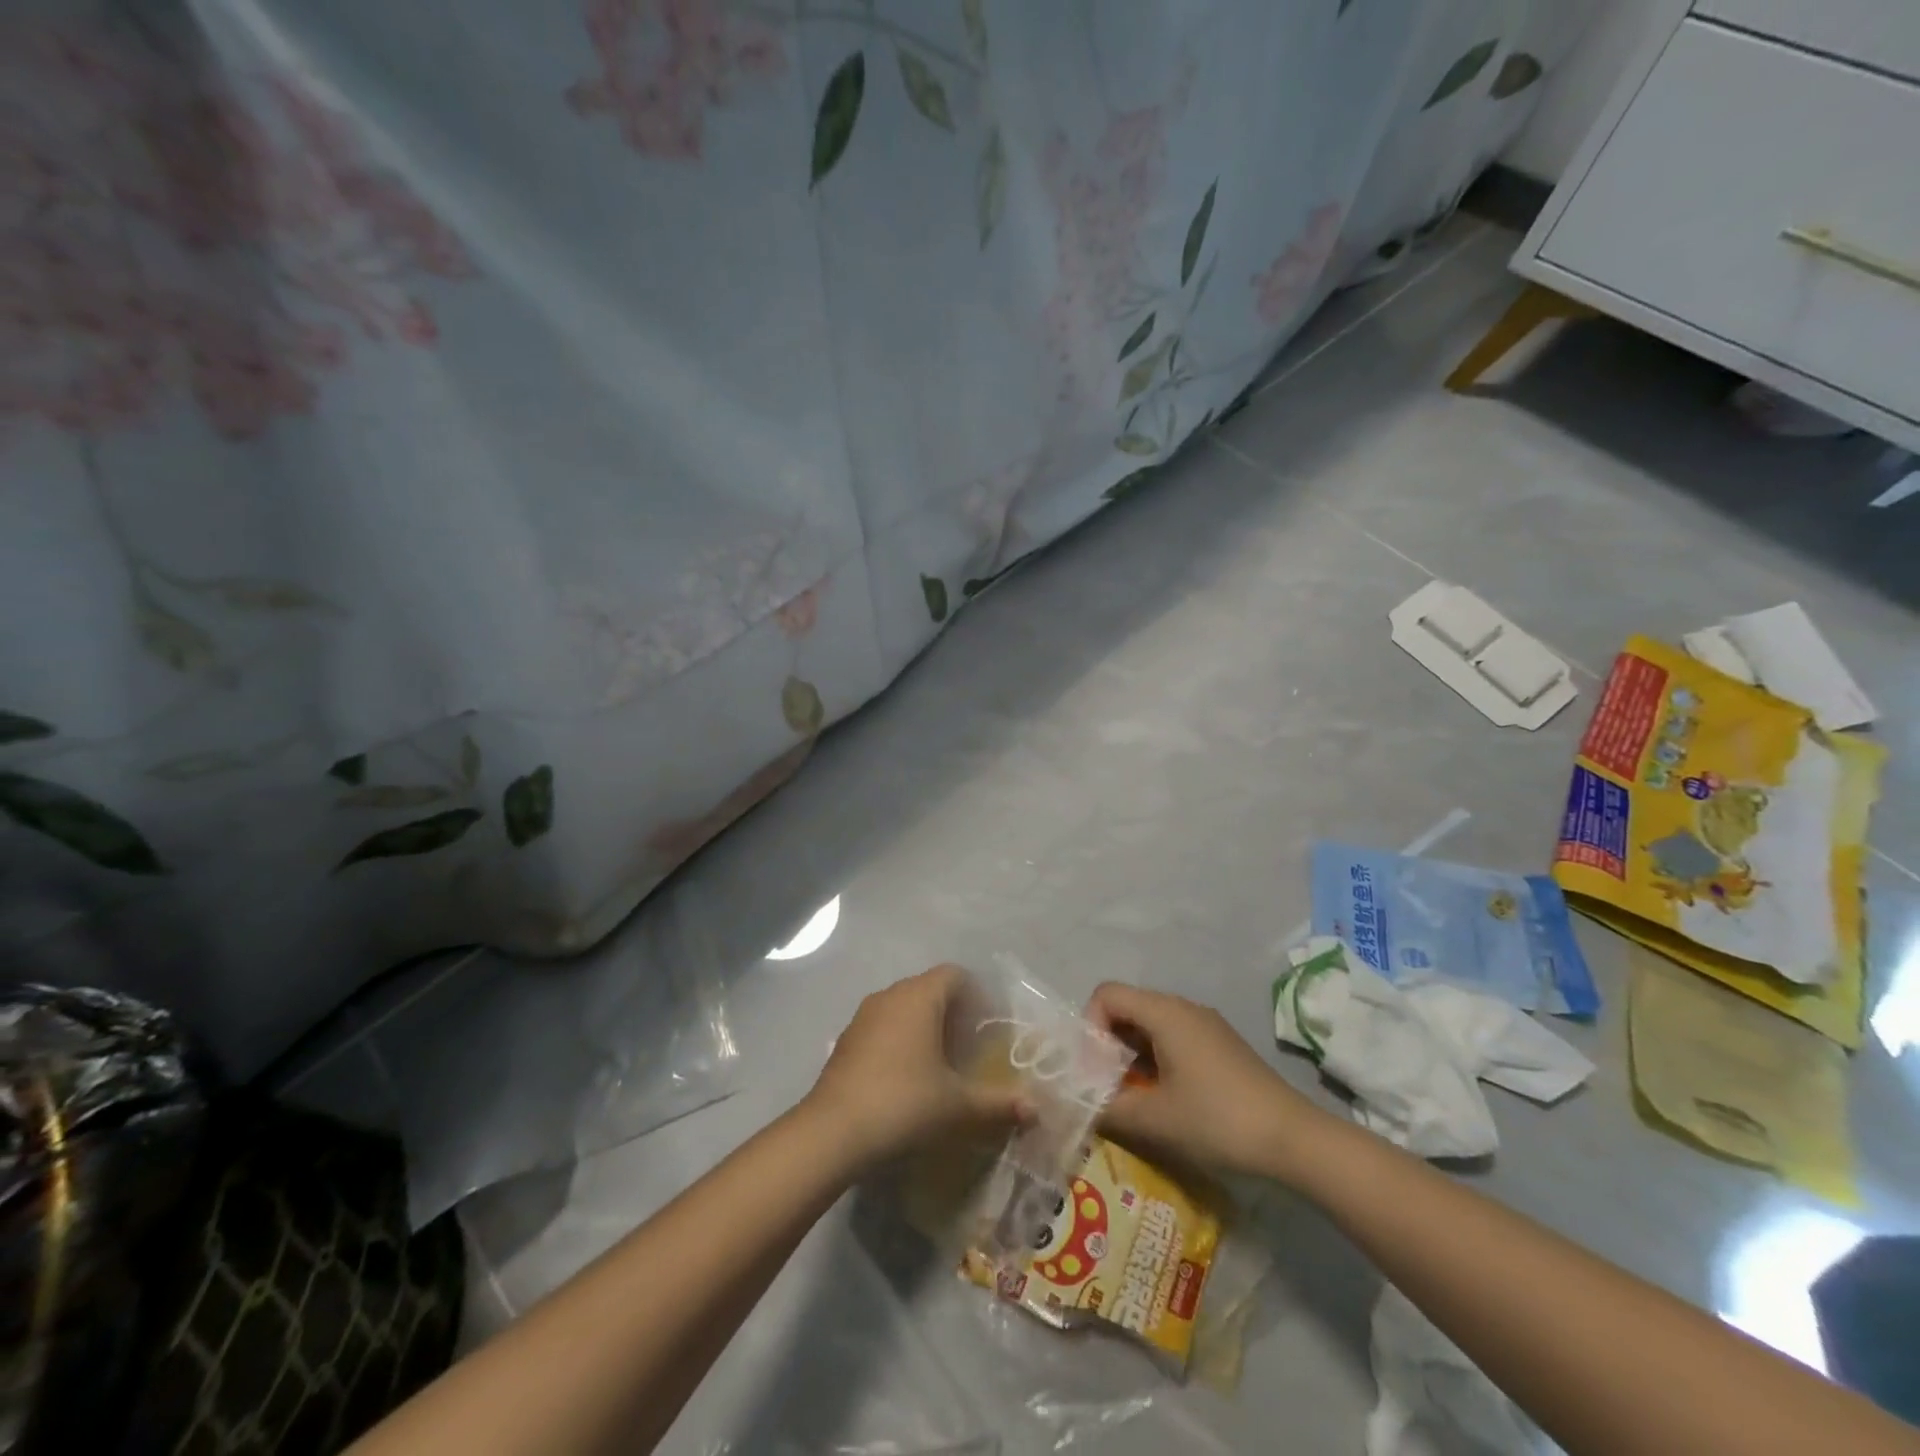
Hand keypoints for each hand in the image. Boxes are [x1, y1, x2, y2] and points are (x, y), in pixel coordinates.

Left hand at [803, 965, 1030, 1171]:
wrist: (833, 1132)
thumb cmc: (904, 1103)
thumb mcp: (957, 1106)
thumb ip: (998, 1102)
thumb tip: (1035, 1109)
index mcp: (920, 997)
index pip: (954, 975)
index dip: (975, 995)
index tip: (986, 1028)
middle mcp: (890, 995)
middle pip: (928, 989)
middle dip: (952, 1013)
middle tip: (969, 1049)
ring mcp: (863, 1016)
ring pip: (903, 1007)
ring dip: (923, 1027)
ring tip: (939, 1066)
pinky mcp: (846, 1040)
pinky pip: (882, 1027)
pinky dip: (899, 1041)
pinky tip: (905, 1079)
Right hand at [1088, 982, 1323, 1182]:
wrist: (1294, 1139)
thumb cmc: (1218, 1120)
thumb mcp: (1155, 1119)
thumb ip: (1108, 1107)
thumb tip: (1080, 1104)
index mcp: (1165, 1012)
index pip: (1107, 994)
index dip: (1090, 1027)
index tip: (1094, 1070)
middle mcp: (1183, 1007)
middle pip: (1127, 1006)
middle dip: (1107, 1043)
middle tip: (1106, 1086)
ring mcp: (1205, 1024)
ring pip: (1149, 1024)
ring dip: (1130, 1054)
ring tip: (1131, 1096)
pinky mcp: (1219, 1044)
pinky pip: (1172, 1037)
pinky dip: (1154, 1059)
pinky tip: (1163, 1097)